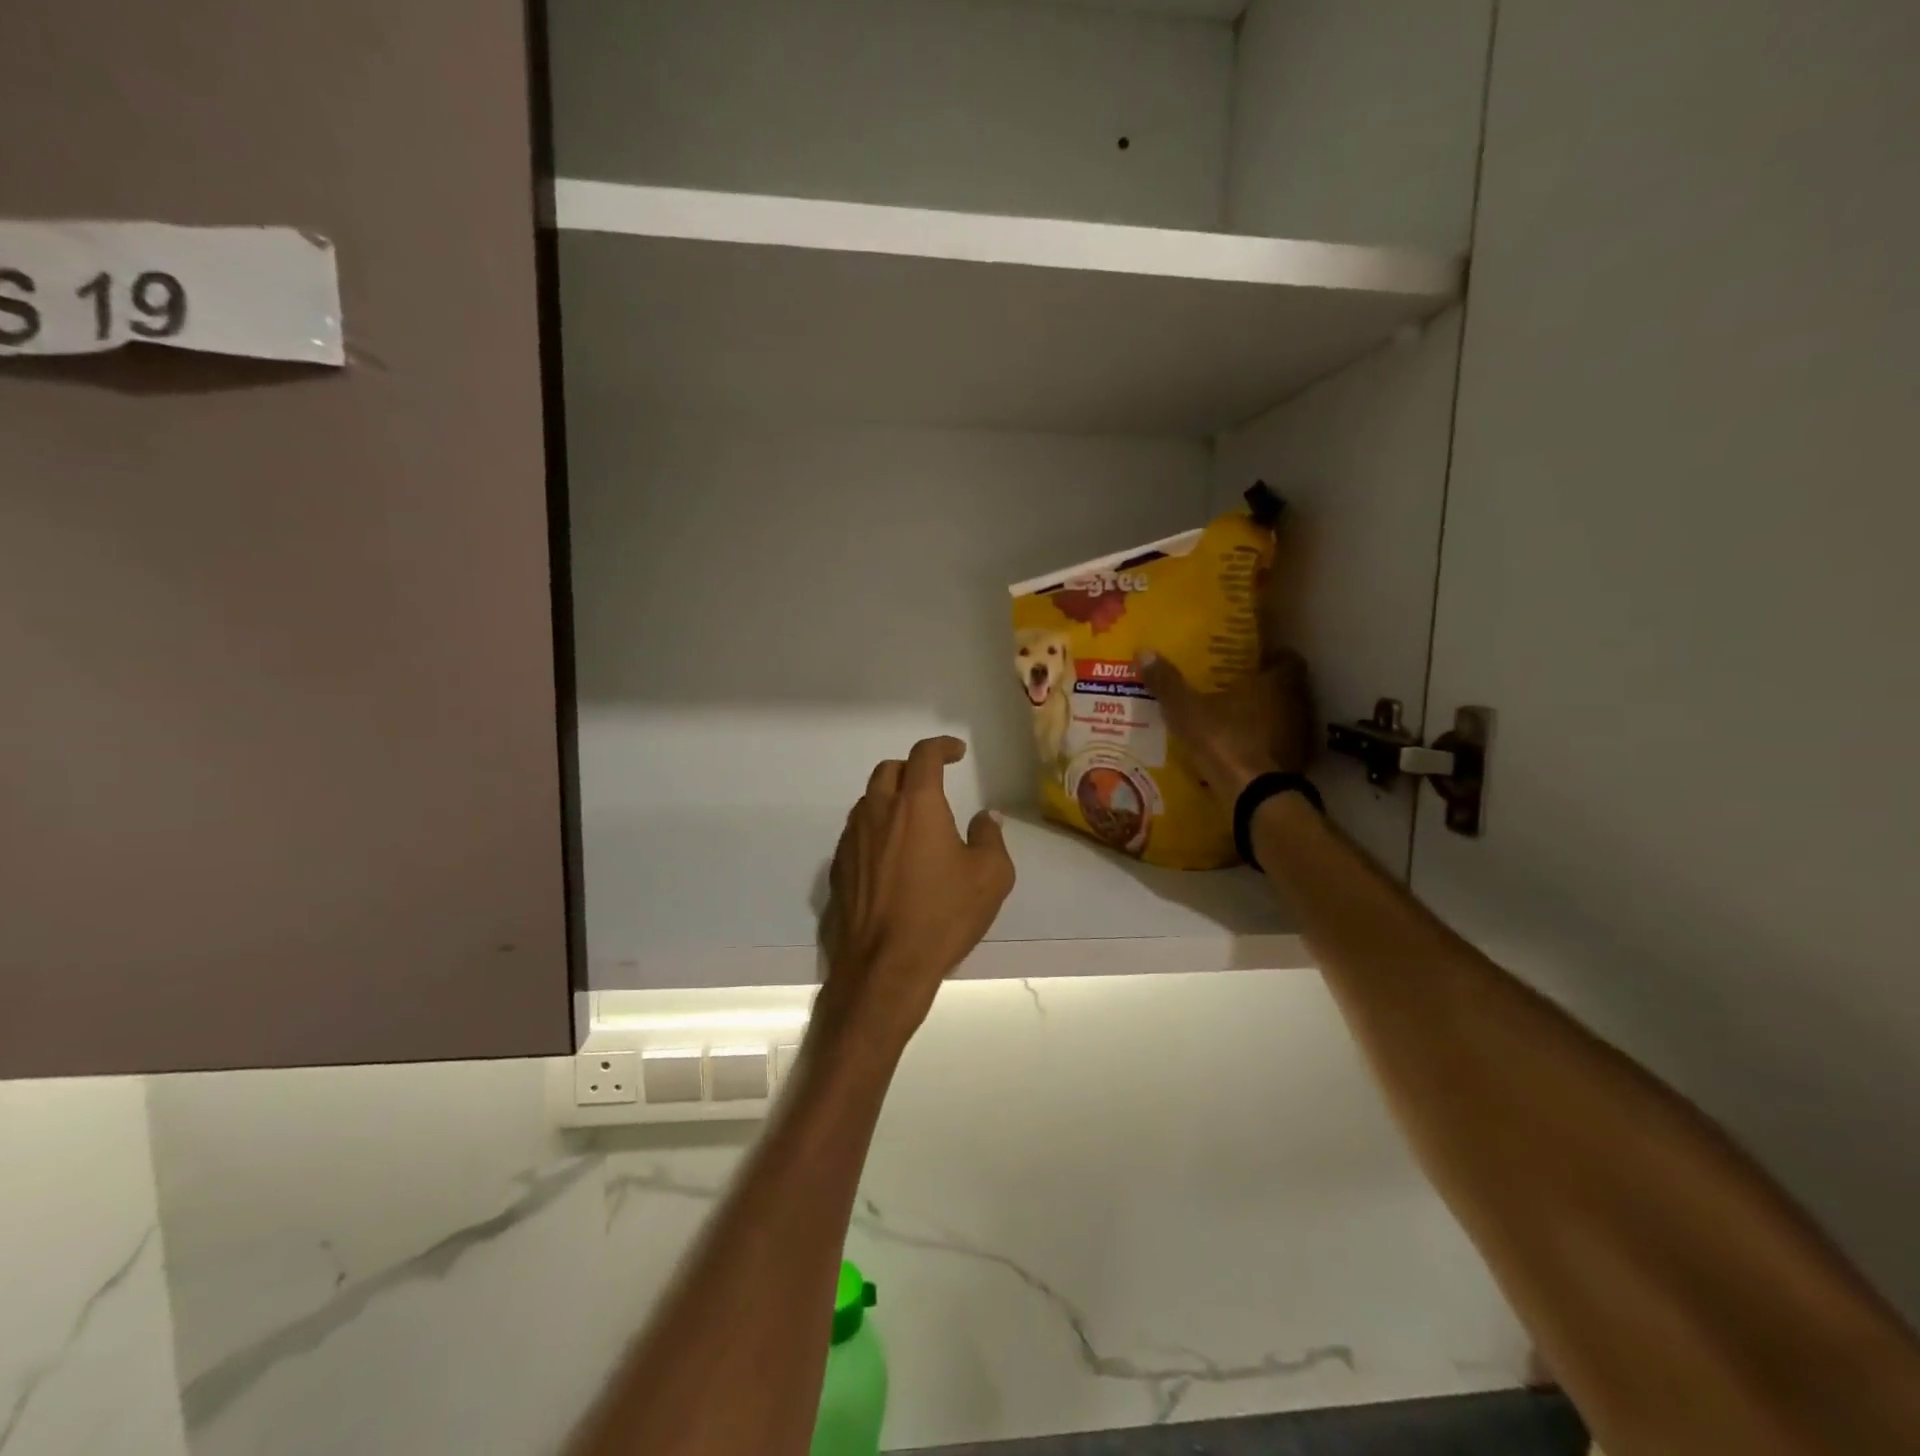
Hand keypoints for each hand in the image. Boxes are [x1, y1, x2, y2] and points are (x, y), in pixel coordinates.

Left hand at [816, 736, 1015, 1054]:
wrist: (884, 968)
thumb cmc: (942, 917)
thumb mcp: (990, 878)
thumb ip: (990, 838)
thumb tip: (986, 817)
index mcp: (917, 806)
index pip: (924, 756)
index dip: (942, 747)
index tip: (956, 752)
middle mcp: (878, 812)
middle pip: (888, 770)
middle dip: (912, 768)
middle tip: (933, 784)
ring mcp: (852, 840)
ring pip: (868, 801)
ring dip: (890, 798)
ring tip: (912, 820)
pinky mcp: (838, 868)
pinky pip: (856, 833)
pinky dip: (875, 829)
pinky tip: (890, 856)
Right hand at [1137, 651, 1312, 807]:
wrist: (1250, 794)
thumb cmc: (1224, 740)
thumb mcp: (1186, 710)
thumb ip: (1167, 683)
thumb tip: (1144, 651)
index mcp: (1276, 684)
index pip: (1287, 659)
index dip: (1271, 657)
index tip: (1252, 659)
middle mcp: (1294, 706)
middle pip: (1285, 689)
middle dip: (1262, 687)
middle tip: (1233, 686)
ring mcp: (1296, 738)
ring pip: (1282, 718)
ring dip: (1263, 717)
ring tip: (1232, 718)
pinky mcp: (1291, 765)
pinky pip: (1277, 746)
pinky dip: (1262, 745)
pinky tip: (1239, 748)